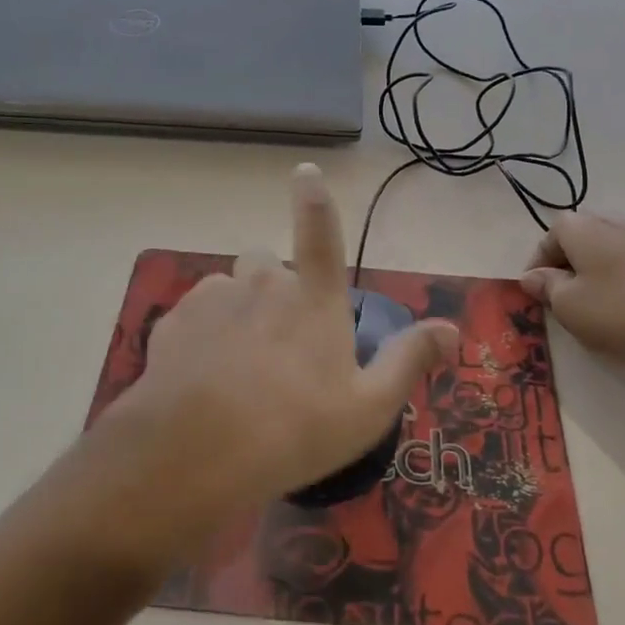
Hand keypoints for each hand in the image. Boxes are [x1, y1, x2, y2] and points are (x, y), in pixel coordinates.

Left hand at [87, 164, 456, 554]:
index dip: (314, 199)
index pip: (320, 233)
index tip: (304, 171)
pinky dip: (201, 337)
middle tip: (275, 344)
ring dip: (236, 315)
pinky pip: (194, 316)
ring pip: (228, 291)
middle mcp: (263, 284)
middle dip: (271, 289)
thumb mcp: (368, 408)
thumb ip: (409, 361)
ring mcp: (213, 298)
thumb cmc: (294, 430)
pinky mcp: (172, 320)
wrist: (194, 452)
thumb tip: (451, 328)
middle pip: (265, 265)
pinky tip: (202, 380)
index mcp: (313, 298)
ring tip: (235, 370)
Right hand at [520, 212, 624, 388]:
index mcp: (584, 227)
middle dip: (568, 267)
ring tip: (599, 311)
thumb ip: (546, 287)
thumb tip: (533, 275)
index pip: (549, 235)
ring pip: (610, 252)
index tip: (536, 294)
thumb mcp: (569, 306)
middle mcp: (616, 222)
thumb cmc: (624, 313)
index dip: (538, 264)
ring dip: (598, 276)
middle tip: (565, 302)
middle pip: (581, 239)